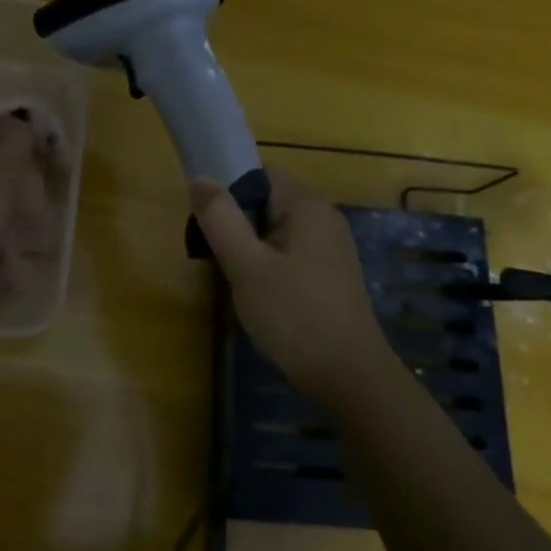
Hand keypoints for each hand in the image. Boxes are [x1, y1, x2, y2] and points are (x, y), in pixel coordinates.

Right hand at [190, 166, 396, 408]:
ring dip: (250, 247)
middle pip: (267, 201)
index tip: (206, 220)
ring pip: (276, 231)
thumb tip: (200, 178)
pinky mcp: (330, 275)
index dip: (228, 189)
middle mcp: (324, 219)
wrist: (349, 376)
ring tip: (232, 277)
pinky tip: (258, 294)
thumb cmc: (294, 315)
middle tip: (213, 255)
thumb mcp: (246, 266)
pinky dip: (268, 264)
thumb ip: (221, 219)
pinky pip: (289, 253)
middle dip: (236, 222)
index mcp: (307, 206)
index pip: (260, 174)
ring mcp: (331, 248)